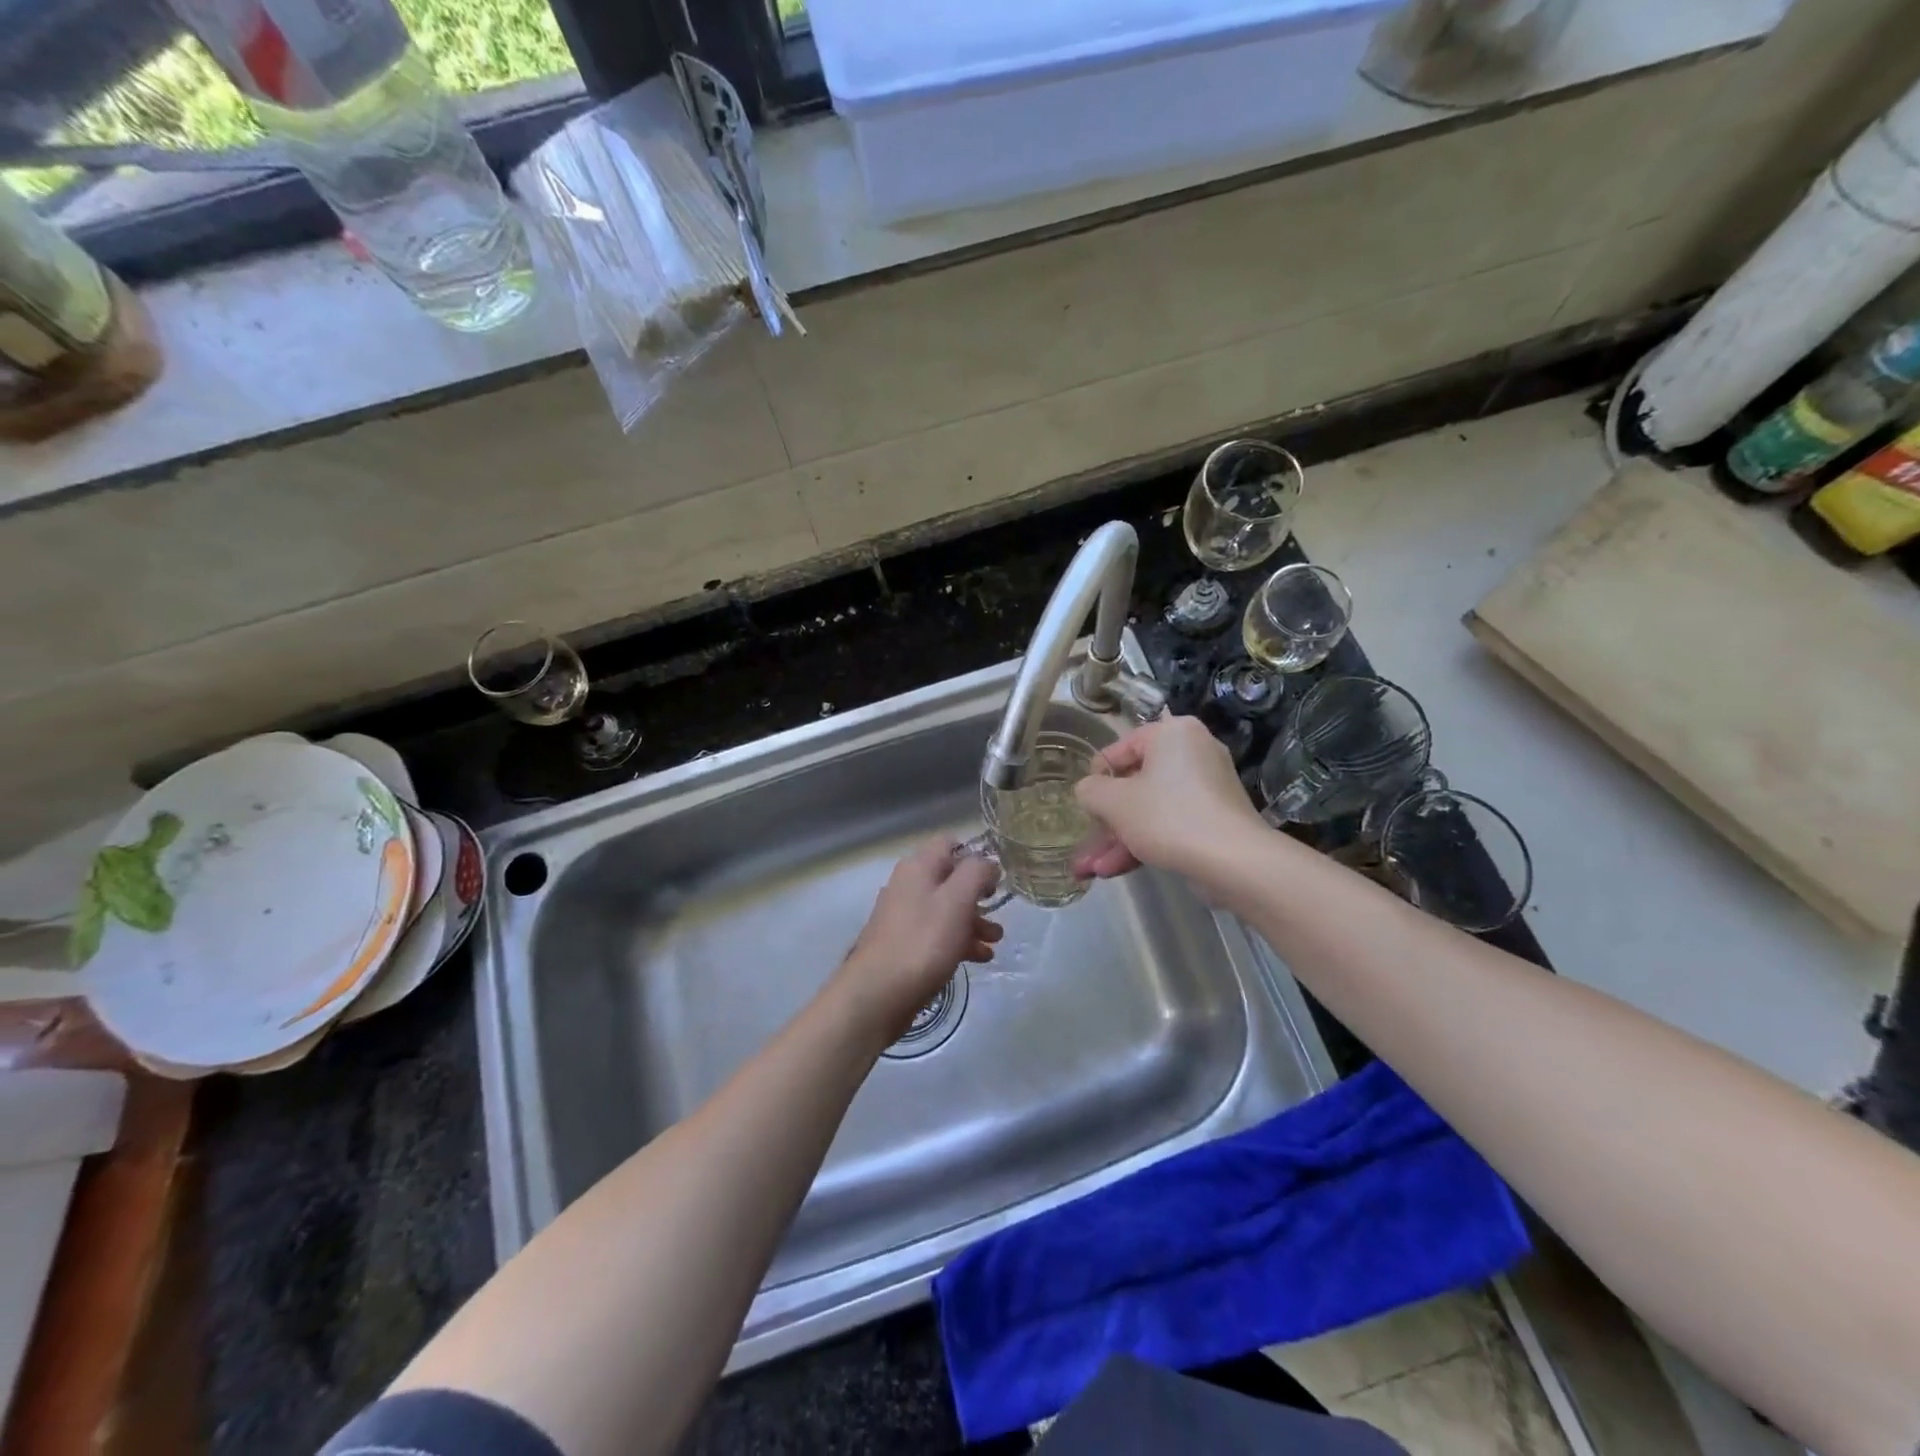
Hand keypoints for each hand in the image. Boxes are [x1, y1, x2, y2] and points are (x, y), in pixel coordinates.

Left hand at [835, 838, 1002, 1041]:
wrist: (877, 995)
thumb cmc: (922, 942)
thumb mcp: (957, 900)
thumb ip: (976, 873)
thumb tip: (987, 862)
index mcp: (918, 867)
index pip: (950, 844)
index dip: (975, 857)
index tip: (996, 879)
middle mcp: (908, 886)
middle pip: (950, 879)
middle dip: (978, 895)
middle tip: (999, 911)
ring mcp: (903, 917)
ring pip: (946, 909)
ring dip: (973, 922)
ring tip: (995, 942)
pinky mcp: (904, 945)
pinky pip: (937, 934)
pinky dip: (959, 941)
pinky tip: (978, 959)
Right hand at [1073, 715, 1263, 880]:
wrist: (1234, 862)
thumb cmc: (1168, 817)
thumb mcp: (1114, 802)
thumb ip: (1090, 790)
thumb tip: (1089, 791)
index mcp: (1172, 733)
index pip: (1120, 748)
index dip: (1096, 778)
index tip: (1083, 805)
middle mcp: (1193, 752)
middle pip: (1135, 784)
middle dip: (1106, 821)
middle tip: (1085, 844)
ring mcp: (1207, 787)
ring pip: (1150, 809)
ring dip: (1118, 839)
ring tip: (1090, 870)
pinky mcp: (1215, 818)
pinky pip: (1170, 823)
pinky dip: (1144, 842)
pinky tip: (1114, 870)